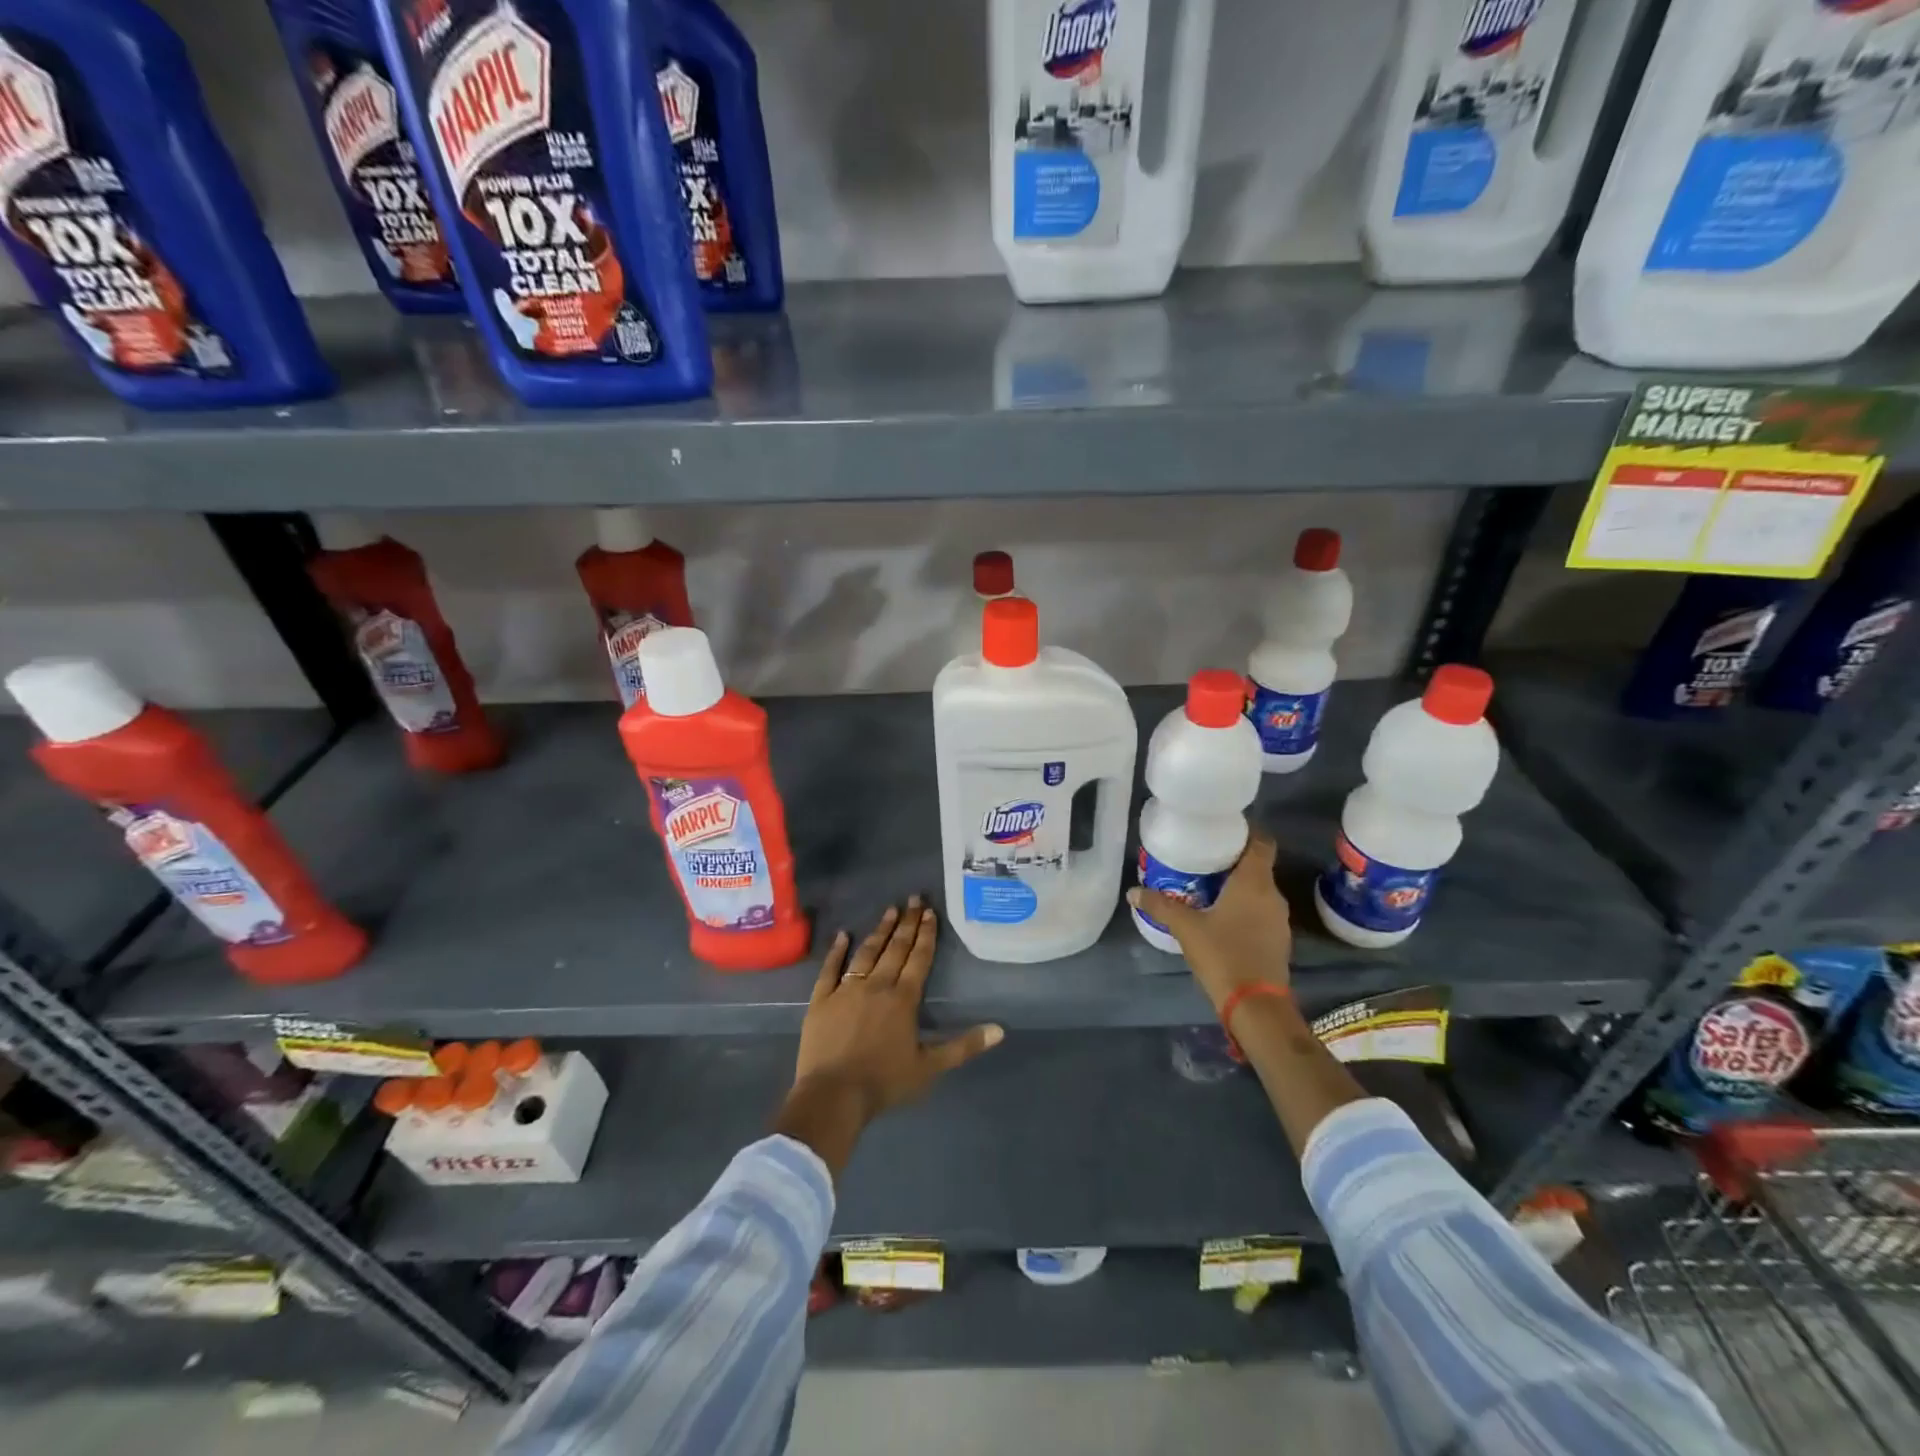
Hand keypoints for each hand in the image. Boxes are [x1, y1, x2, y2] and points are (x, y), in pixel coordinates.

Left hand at [773, 897, 1003, 1175]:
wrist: (834, 1095)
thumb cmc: (884, 1082)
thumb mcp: (930, 1067)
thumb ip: (963, 1046)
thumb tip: (1000, 1030)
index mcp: (903, 999)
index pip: (918, 959)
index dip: (926, 935)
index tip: (930, 912)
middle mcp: (877, 985)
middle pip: (895, 948)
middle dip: (906, 922)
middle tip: (913, 898)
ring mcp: (846, 989)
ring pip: (866, 952)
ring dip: (879, 931)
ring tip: (889, 910)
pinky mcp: (821, 999)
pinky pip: (830, 969)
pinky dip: (836, 951)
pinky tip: (842, 935)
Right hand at [1128, 831, 1291, 1012]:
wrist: (1255, 1005)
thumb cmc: (1223, 955)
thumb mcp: (1186, 928)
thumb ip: (1160, 905)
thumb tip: (1133, 891)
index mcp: (1255, 883)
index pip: (1262, 842)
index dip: (1247, 832)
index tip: (1223, 830)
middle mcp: (1272, 895)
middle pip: (1258, 866)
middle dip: (1233, 860)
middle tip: (1204, 858)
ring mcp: (1278, 920)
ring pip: (1259, 891)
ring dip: (1238, 887)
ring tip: (1208, 887)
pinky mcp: (1278, 941)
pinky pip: (1260, 913)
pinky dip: (1244, 909)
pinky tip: (1221, 918)